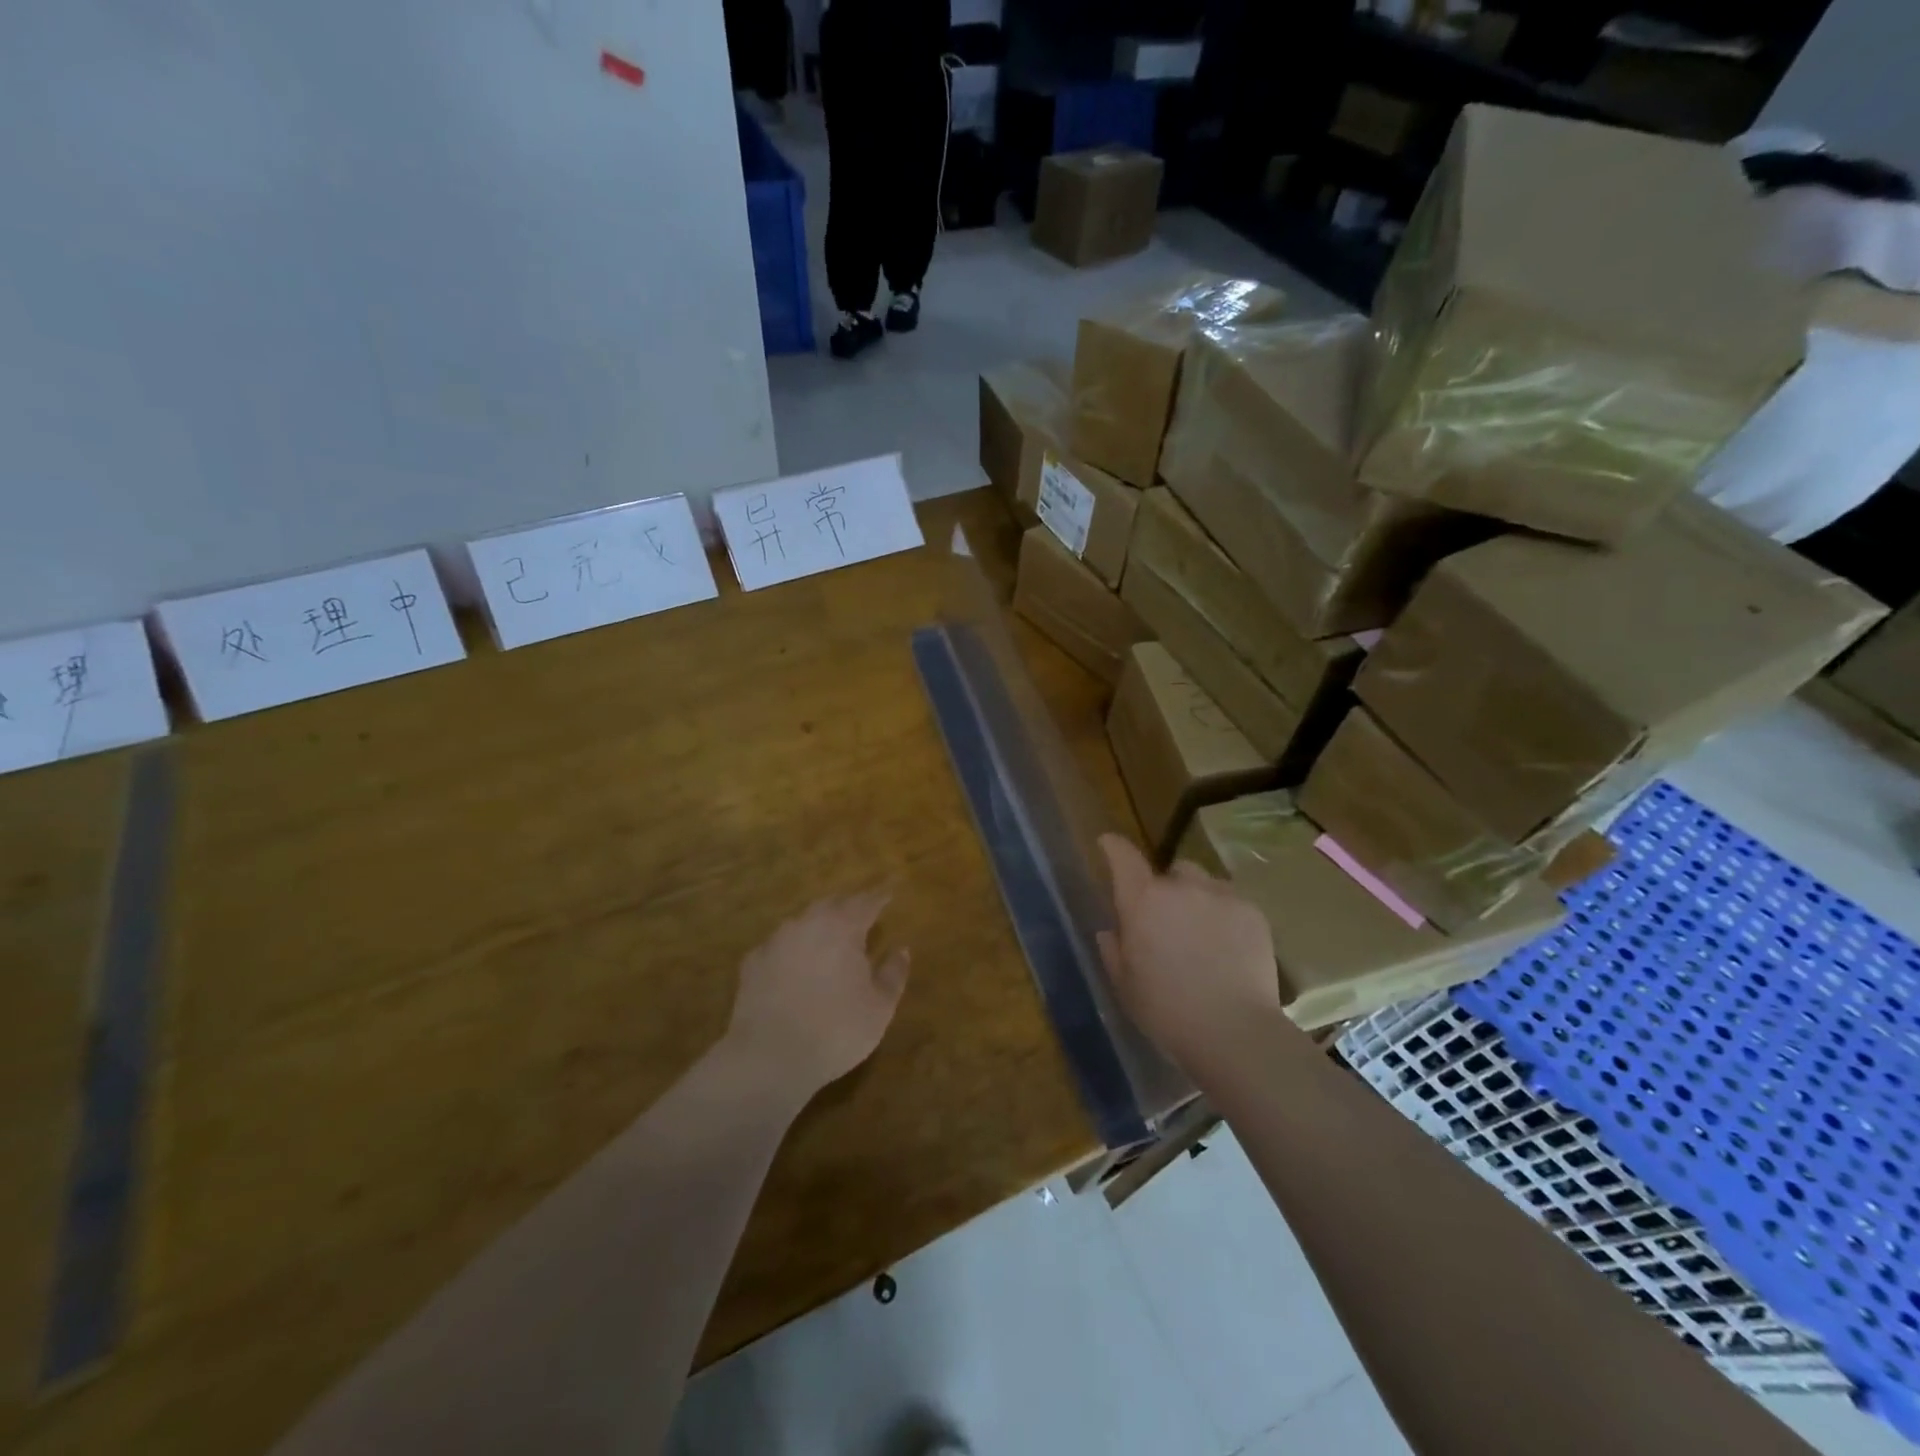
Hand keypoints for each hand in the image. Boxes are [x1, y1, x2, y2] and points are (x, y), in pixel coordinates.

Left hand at [724, 891, 909, 1101]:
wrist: (769, 1057)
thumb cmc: (836, 1030)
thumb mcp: (880, 1007)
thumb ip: (893, 973)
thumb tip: (901, 950)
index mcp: (843, 927)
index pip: (866, 902)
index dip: (879, 898)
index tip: (888, 894)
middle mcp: (808, 923)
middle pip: (832, 904)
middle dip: (847, 907)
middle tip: (860, 915)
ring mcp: (776, 940)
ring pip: (802, 922)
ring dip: (818, 926)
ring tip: (828, 940)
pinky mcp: (752, 962)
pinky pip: (779, 946)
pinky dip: (792, 950)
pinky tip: (794, 966)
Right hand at [1096, 834, 1285, 1076]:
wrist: (1233, 1031)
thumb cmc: (1166, 1011)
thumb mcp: (1125, 985)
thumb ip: (1113, 950)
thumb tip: (1110, 930)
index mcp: (1142, 900)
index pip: (1122, 856)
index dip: (1113, 847)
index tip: (1108, 845)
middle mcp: (1180, 886)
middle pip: (1170, 871)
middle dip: (1165, 889)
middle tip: (1167, 922)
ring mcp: (1220, 895)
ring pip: (1203, 883)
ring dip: (1197, 898)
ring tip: (1202, 933)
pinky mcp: (1252, 911)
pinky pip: (1231, 902)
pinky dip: (1224, 915)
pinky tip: (1228, 948)